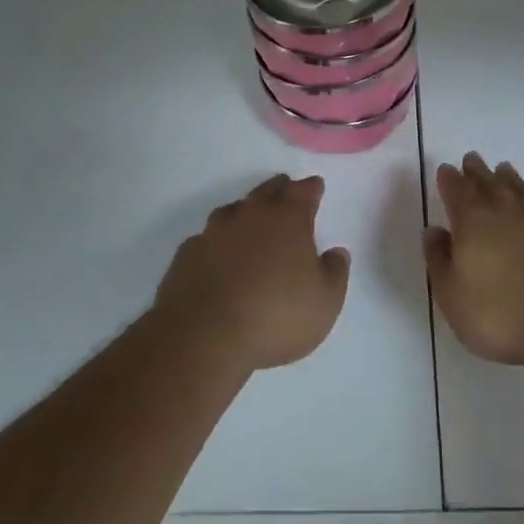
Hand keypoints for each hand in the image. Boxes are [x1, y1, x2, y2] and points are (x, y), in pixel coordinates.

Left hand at [154, 175, 350, 373]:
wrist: (204, 337)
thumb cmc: (276, 316)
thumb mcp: (325, 302)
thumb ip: (335, 272)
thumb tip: (335, 252)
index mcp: (288, 219)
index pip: (303, 191)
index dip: (312, 188)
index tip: (316, 186)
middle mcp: (251, 215)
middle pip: (267, 192)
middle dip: (279, 189)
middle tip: (285, 188)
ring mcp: (214, 233)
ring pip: (233, 210)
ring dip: (245, 211)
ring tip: (251, 219)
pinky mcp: (187, 255)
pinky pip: (206, 239)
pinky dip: (217, 241)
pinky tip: (217, 254)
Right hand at [426, 153, 523, 367]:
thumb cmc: (503, 317)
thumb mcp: (453, 297)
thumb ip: (439, 260)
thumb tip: (434, 230)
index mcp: (473, 223)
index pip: (457, 192)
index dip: (449, 180)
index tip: (446, 169)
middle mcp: (505, 211)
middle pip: (487, 183)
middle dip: (476, 171)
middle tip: (471, 159)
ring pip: (518, 187)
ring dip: (506, 177)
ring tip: (501, 168)